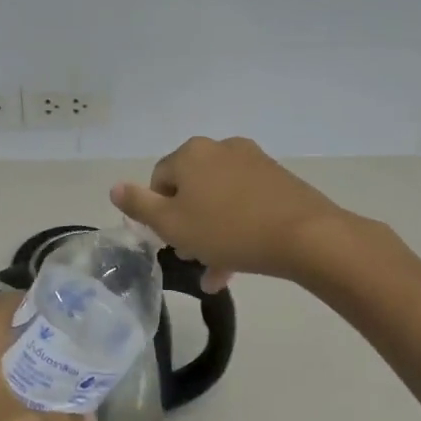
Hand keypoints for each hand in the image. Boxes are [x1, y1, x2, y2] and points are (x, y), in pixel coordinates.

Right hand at [110, 136, 347, 287]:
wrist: (306, 236)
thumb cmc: (228, 231)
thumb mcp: (172, 224)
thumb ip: (139, 206)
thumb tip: (114, 187)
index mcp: (191, 154)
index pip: (159, 181)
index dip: (158, 214)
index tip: (170, 242)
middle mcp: (220, 149)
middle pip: (191, 189)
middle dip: (188, 225)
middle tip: (193, 257)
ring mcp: (253, 162)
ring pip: (219, 200)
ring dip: (212, 233)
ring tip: (217, 272)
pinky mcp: (279, 179)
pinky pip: (246, 203)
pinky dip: (238, 228)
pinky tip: (240, 263)